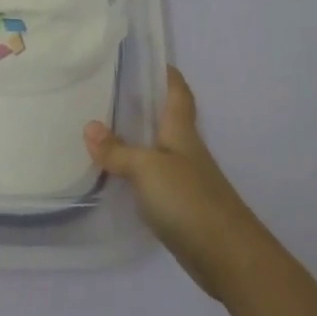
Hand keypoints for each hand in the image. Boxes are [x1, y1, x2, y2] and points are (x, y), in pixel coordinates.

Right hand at [84, 66, 265, 300]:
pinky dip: (134, 172)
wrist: (227, 256)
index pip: (178, 93)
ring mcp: (184, 180)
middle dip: (143, 105)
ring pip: (157, 150)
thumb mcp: (147, 168)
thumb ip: (117, 150)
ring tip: (101, 129)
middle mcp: (185, 151)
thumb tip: (89, 127)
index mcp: (181, 133)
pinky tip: (113, 175)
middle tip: (107, 91)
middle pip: (166, 120)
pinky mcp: (179, 207)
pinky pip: (152, 179)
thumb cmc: (189, 200)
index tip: (150, 59)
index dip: (168, 75)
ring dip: (135, 139)